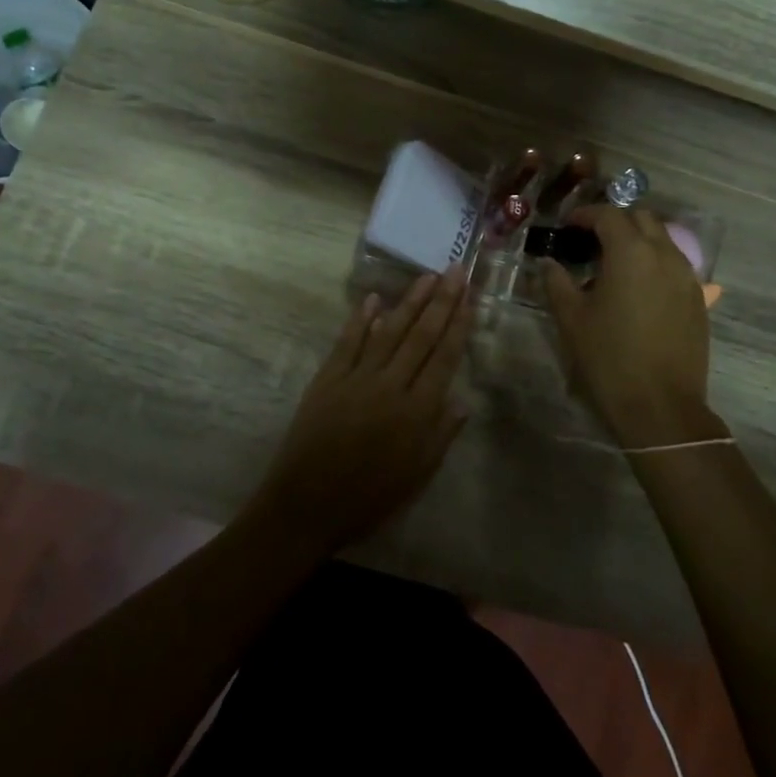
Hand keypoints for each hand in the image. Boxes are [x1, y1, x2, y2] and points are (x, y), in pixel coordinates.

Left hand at [246, 269, 472, 555]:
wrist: (306, 506)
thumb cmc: (368, 498)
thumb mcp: (417, 477)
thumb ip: (441, 436)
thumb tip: (462, 401)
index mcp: (417, 412)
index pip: (444, 358)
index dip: (459, 325)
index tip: (470, 298)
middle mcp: (391, 387)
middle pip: (421, 336)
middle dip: (441, 301)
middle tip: (456, 270)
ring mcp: (357, 379)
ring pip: (389, 332)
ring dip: (409, 302)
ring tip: (427, 276)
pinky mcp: (328, 379)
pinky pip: (348, 342)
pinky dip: (361, 319)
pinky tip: (374, 299)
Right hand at [542, 206, 711, 447]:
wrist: (661, 406)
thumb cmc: (609, 358)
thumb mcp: (572, 319)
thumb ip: (557, 283)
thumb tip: (548, 263)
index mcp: (631, 252)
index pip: (608, 215)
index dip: (584, 214)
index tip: (567, 226)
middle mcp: (665, 254)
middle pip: (641, 219)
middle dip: (615, 221)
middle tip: (590, 241)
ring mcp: (687, 277)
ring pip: (663, 240)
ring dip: (638, 241)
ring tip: (614, 265)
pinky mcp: (698, 300)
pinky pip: (675, 266)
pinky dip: (655, 263)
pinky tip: (638, 290)